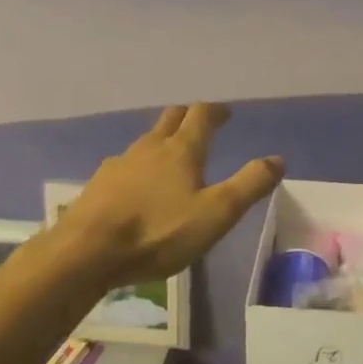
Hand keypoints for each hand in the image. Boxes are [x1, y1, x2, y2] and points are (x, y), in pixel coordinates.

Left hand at [55, 104, 283, 286]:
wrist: (85, 253)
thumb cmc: (158, 232)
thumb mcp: (216, 213)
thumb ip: (249, 185)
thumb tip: (277, 159)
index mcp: (182, 149)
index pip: (202, 114)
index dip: (216, 111)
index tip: (226, 114)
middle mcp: (151, 146)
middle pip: (171, 117)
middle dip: (188, 116)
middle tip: (200, 124)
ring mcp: (120, 163)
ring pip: (146, 140)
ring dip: (162, 140)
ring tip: (171, 156)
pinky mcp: (99, 184)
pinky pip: (125, 165)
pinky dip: (139, 167)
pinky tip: (137, 187)